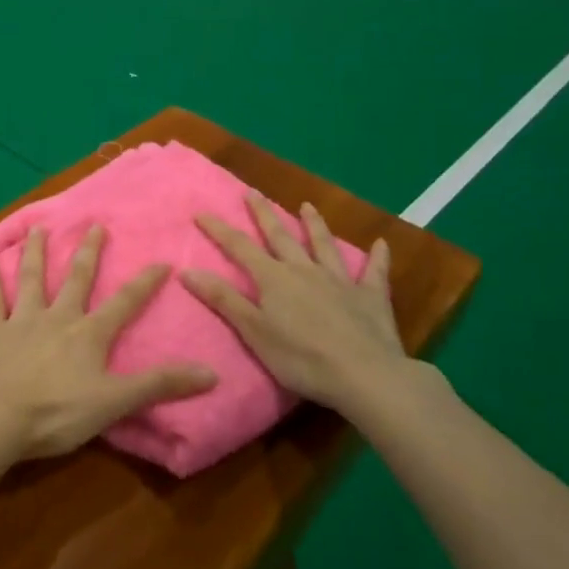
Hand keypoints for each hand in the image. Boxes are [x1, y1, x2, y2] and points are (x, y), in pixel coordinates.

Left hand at [0, 226, 218, 461]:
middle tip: (93, 225)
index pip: (124, 303)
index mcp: (88, 334)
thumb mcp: (115, 402)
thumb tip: (211, 373)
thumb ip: (159, 385)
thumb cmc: (58, 413)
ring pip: (31, 278)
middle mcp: (57, 317)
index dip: (144, 283)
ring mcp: (21, 320)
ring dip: (36, 252)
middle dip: (88, 252)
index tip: (162, 261)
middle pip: (76, 279)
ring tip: (39, 227)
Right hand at [180, 191, 409, 414]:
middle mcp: (304, 270)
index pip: (240, 248)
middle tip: (252, 193)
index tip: (201, 211)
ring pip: (323, 245)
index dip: (219, 230)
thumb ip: (223, 299)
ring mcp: (339, 281)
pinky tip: (381, 243)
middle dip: (263, 214)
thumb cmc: (302, 358)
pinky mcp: (370, 297)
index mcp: (274, 279)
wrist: (365, 375)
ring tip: (307, 205)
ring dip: (314, 224)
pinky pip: (374, 272)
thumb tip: (187, 270)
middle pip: (280, 236)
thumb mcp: (254, 332)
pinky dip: (377, 257)